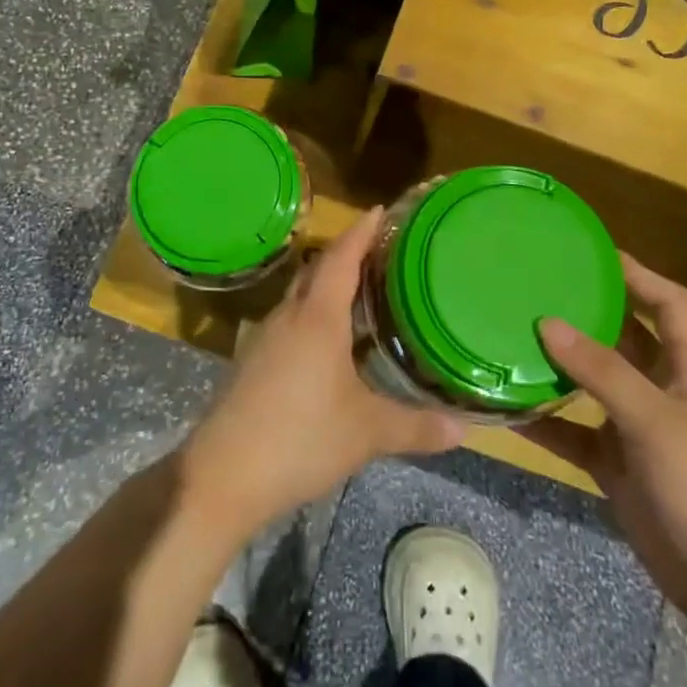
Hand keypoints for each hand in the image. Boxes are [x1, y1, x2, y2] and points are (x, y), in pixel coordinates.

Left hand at [179, 207, 464, 539]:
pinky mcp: (252, 363)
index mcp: (316, 318)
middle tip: (380, 250)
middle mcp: (288, 317)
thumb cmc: (299, 439)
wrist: (222, 476)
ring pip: (300, 297)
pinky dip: (313, 316)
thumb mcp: (366, 433)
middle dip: (346, 254)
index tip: (380, 210)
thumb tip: (465, 429)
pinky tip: (330, 342)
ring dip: (327, 285)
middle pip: (317, 270)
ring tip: (361, 291)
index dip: (361, 232)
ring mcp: (265, 339)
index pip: (341, 259)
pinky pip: (290, 322)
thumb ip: (416, 427)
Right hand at [518, 255, 686, 627]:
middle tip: (539, 288)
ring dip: (560, 366)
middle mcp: (664, 392)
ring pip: (594, 385)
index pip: (672, 305)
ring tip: (514, 335)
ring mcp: (639, 431)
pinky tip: (507, 410)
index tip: (595, 253)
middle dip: (589, 313)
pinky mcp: (617, 466)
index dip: (640, 275)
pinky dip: (545, 422)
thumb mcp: (653, 421)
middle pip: (627, 339)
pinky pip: (574, 433)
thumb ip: (601, 371)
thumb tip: (546, 322)